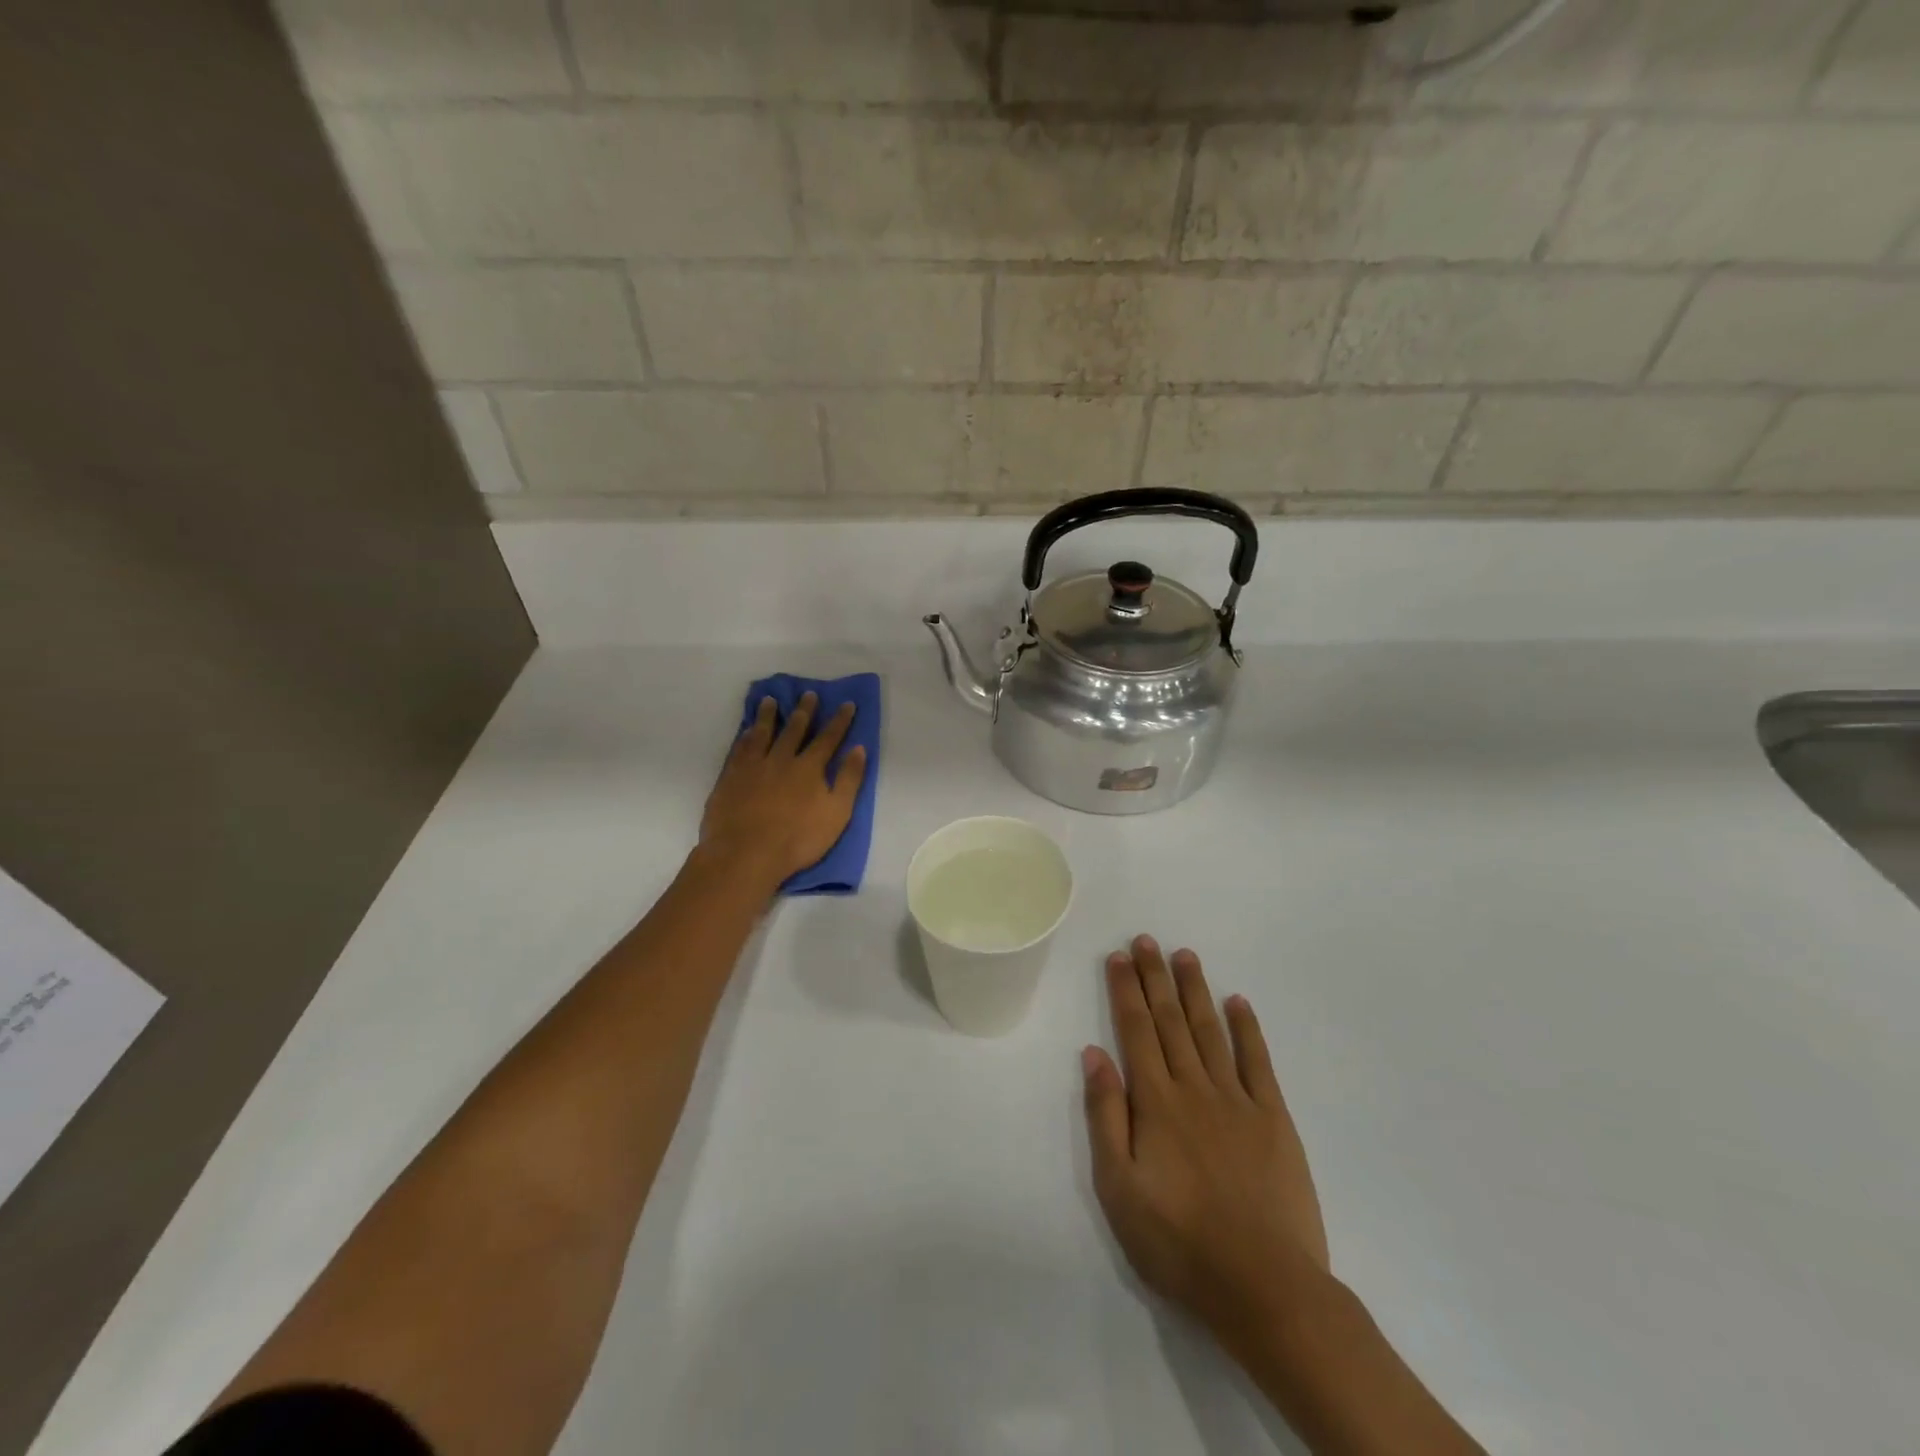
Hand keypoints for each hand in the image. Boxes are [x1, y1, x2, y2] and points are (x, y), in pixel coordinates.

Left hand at [699, 693, 866, 892]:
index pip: (828, 738)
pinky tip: (746, 731)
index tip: (847, 704)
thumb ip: (848, 780)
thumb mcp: (836, 813)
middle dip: (804, 711)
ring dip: (768, 716)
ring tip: (769, 700)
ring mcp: (753, 767)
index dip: (839, 721)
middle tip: (808, 694)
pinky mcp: (730, 778)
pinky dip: (745, 737)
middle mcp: (781, 759)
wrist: (745, 854)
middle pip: (794, 729)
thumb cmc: (797, 839)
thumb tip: (858, 748)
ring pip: (762, 733)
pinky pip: (739, 749)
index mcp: (809, 768)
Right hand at [1083, 936, 1329, 1346]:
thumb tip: (1094, 1054)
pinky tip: (1238, 1002)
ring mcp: (1238, 1100)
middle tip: (1146, 940)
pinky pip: (1258, 1062)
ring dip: (1195, 990)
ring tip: (1184, 955)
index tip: (1118, 956)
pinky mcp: (1274, 1119)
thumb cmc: (1179, 1243)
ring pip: (1210, 1031)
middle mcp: (1194, 1088)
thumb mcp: (1119, 1188)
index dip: (1125, 990)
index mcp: (1155, 1103)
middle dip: (1155, 977)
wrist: (1265, 1287)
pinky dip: (1247, 1029)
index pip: (1136, 1031)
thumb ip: (1105, 1116)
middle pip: (1170, 1021)